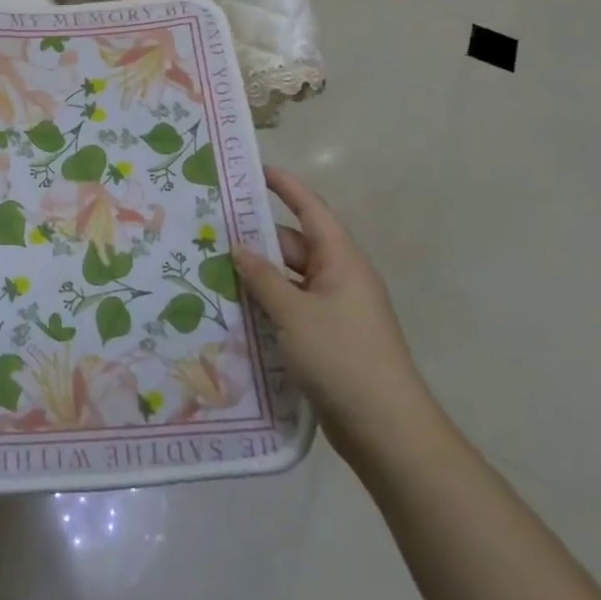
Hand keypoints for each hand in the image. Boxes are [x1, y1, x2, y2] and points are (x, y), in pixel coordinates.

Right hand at [234, 166, 436, 466]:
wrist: (387, 430)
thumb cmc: (342, 358)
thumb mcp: (294, 314)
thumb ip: (263, 278)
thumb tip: (238, 247)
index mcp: (341, 260)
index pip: (311, 209)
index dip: (284, 186)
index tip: (254, 169)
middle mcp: (340, 278)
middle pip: (294, 245)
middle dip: (257, 237)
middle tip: (213, 230)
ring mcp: (335, 310)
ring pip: (290, 279)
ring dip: (258, 275)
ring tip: (213, 268)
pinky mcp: (328, 339)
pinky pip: (292, 308)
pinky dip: (267, 304)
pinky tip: (235, 310)